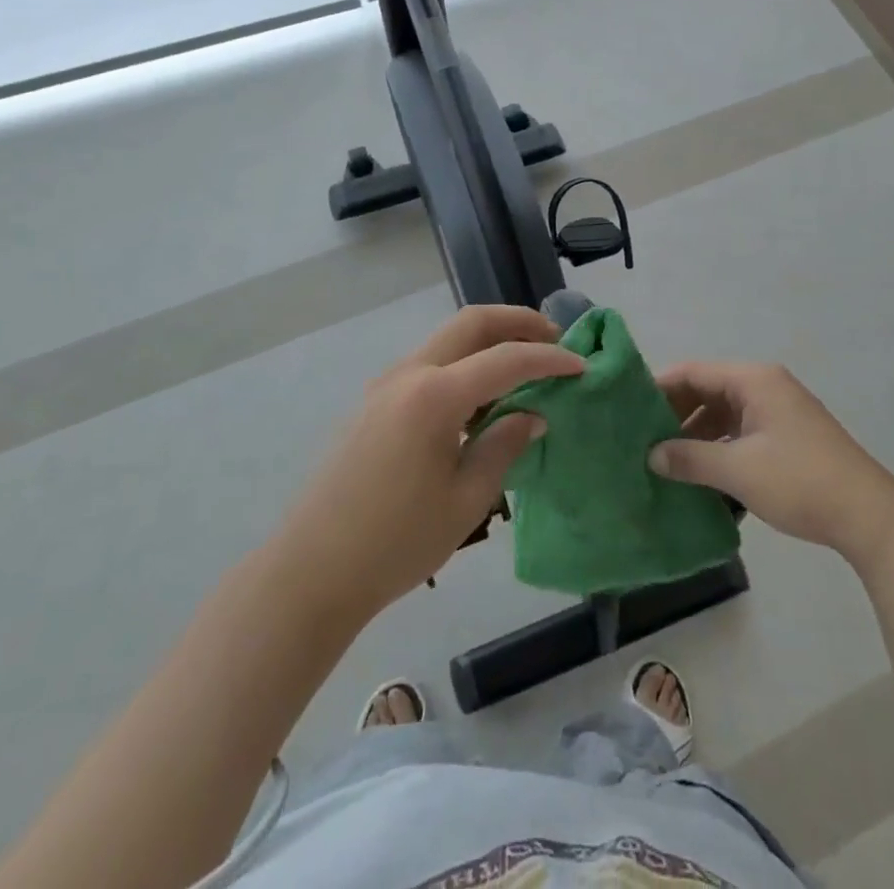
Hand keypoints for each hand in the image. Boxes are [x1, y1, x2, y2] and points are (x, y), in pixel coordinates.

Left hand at [277, 306, 582, 621]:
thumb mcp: (465, 501)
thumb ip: (503, 446)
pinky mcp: (374, 402)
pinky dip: (463, 363)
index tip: (581, 366)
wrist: (312, 571)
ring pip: (447, 339)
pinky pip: (429, 364)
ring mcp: (385, 385)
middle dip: (517, 322)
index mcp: (434, 396)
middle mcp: (408, 374)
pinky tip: (480, 397)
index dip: (549, 360)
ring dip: (489, 340)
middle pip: (471, 323)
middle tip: (554, 340)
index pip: (505, 359)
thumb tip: (531, 415)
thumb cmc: (396, 543)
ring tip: (524, 366)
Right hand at [650, 361, 893, 565]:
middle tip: (640, 438)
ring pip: (723, 413)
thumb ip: (690, 459)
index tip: (627, 409)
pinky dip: (718, 446)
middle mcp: (765, 386)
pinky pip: (740, 431)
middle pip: (708, 390)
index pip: (694, 372)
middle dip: (675, 413)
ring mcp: (778, 411)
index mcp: (753, 380)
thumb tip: (652, 456)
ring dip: (696, 434)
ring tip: (663, 459)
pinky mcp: (787, 436)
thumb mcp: (738, 470)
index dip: (659, 387)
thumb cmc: (800, 481)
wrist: (870, 516)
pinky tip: (699, 472)